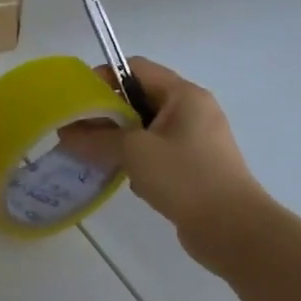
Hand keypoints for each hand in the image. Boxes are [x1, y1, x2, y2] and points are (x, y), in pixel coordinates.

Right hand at [59, 58, 267, 274]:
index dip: (103, 78)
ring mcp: (195, 140)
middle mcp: (192, 111)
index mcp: (183, 95)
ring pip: (145, 128)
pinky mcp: (194, 167)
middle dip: (106, 113)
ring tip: (94, 155)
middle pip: (138, 98)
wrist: (235, 232)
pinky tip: (122, 177)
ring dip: (118, 138)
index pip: (135, 68)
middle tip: (78, 131)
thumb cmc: (185, 178)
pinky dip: (136, 159)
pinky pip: (156, 151)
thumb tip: (65, 133)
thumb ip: (95, 138)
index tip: (77, 101)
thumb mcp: (133, 151)